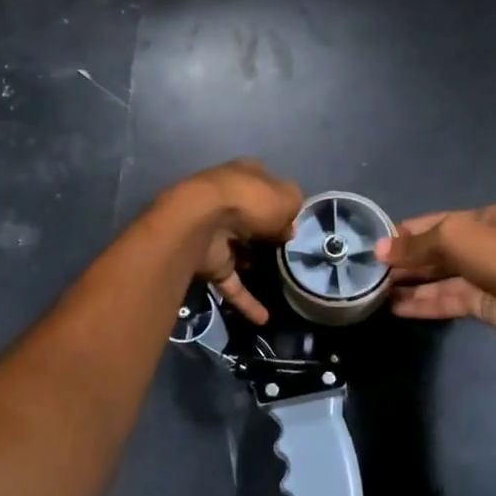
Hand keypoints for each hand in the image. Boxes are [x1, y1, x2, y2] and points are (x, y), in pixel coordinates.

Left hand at [165, 159, 302, 323]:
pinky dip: (245, 300)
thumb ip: (294, 208)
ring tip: (281, 282)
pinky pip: (231, 283)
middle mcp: (228, 202)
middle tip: (289, 251)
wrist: (200, 222)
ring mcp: (215, 233)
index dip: (280, 201)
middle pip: (252, 219)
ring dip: (254, 266)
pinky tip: (263, 319)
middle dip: (267, 234)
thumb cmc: (249, 200)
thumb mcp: (287, 196)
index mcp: (244, 176)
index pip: (266, 185)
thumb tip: (287, 228)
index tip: (295, 221)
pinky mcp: (208, 262)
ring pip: (239, 251)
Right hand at [376, 205, 495, 347]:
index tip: (374, 245)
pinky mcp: (482, 305)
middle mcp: (480, 245)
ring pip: (438, 279)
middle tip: (369, 272)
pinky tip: (396, 308)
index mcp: (480, 219)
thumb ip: (416, 245)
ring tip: (376, 292)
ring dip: (410, 284)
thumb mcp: (455, 238)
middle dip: (405, 261)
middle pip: (435, 252)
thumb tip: (379, 249)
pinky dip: (422, 303)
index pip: (433, 223)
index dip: (404, 234)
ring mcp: (482, 276)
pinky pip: (446, 301)